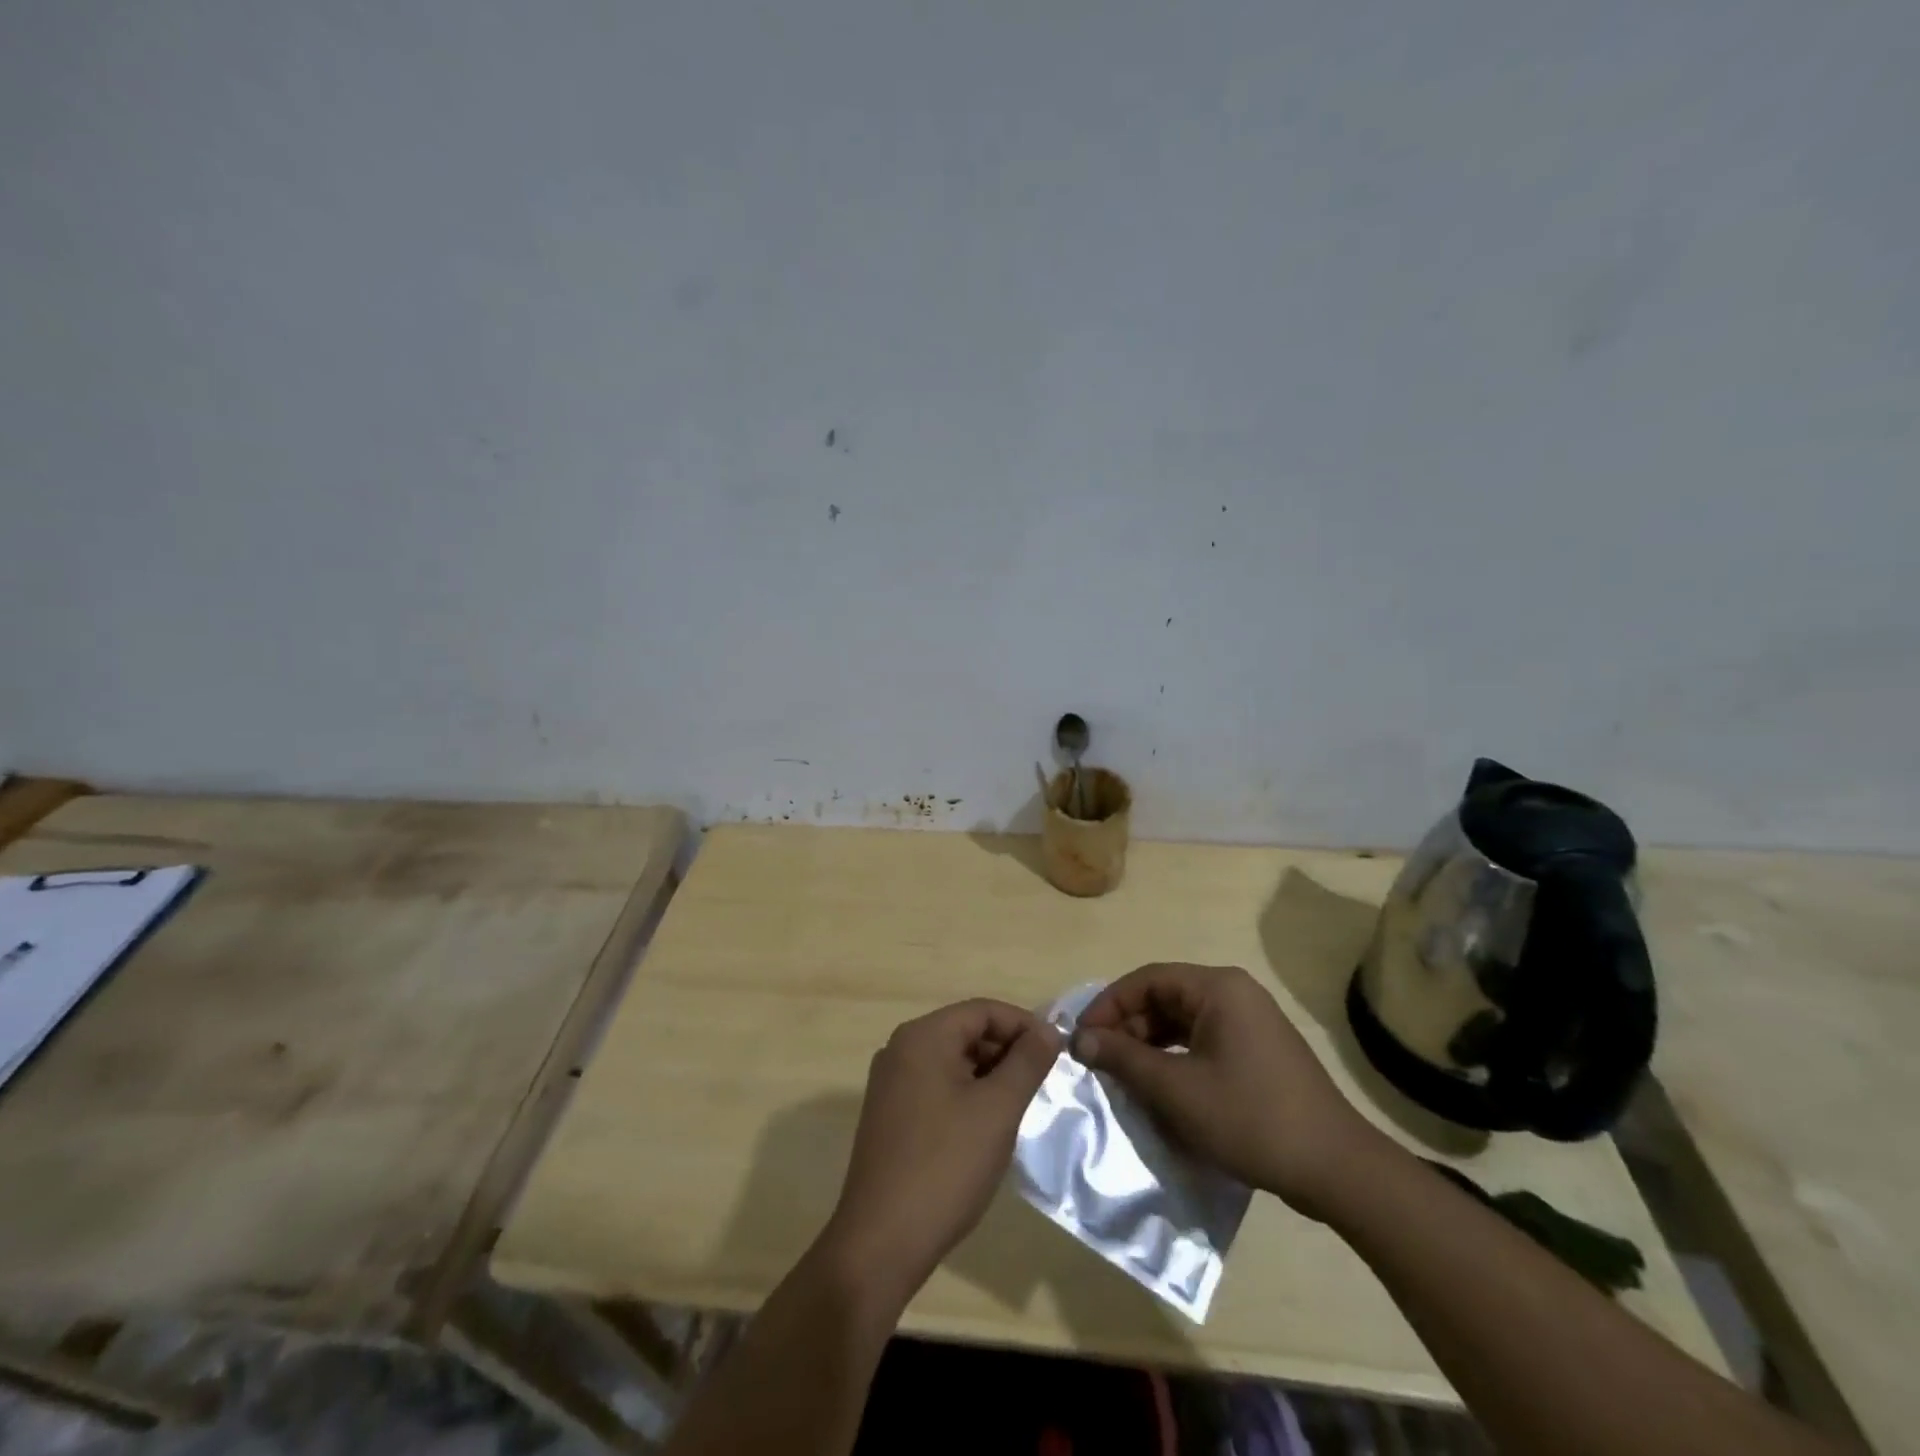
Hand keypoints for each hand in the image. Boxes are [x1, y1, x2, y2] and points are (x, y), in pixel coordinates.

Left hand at [822, 999, 1060, 1300]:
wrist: (881, 1242)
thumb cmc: (946, 1166)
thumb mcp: (998, 1109)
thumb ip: (1027, 1062)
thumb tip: (1049, 1030)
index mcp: (923, 1037)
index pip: (983, 1010)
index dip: (1024, 1025)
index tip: (1057, 1053)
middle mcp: (900, 1049)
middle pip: (965, 1031)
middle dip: (1007, 1051)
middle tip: (1042, 1083)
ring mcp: (890, 1083)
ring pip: (952, 1061)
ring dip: (989, 1075)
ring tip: (1019, 1106)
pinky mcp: (889, 1115)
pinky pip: (936, 1086)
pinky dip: (966, 1094)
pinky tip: (986, 1127)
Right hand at [1073, 963, 1384, 1220]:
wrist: (1336, 1169)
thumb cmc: (1250, 1118)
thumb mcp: (1176, 1089)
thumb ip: (1124, 1059)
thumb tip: (1080, 1039)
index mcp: (1218, 988)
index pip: (1147, 979)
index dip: (1109, 1005)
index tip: (1082, 1038)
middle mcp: (1234, 994)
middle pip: (1164, 998)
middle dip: (1128, 1028)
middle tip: (1100, 1062)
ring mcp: (1249, 1023)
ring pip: (1182, 1022)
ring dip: (1148, 1046)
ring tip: (1123, 1077)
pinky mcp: (1257, 1052)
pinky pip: (1202, 1042)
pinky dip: (1175, 1059)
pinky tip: (1159, 1089)